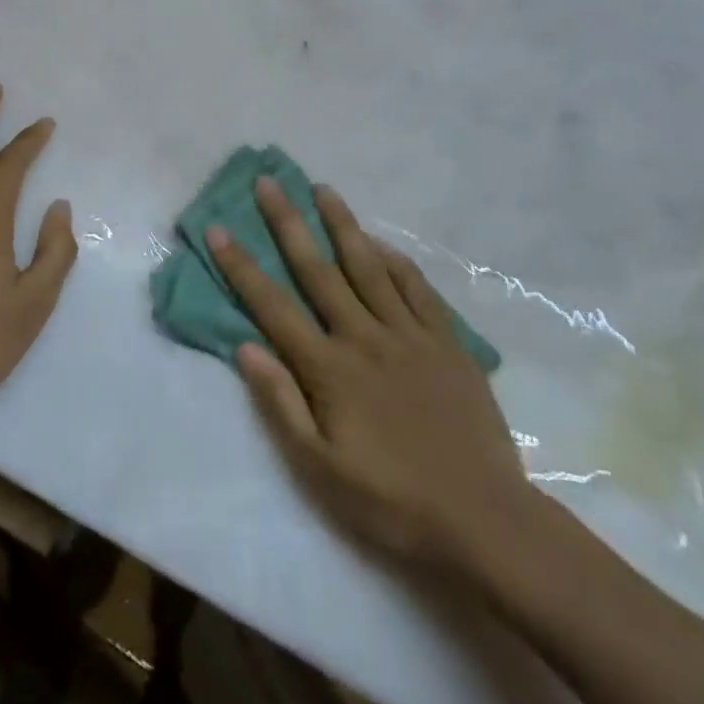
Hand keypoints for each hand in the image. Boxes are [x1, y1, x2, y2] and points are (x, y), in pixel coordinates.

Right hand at [208, 179, 532, 569]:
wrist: (485, 521)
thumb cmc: (392, 501)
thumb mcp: (321, 470)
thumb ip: (281, 404)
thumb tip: (245, 347)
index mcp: (329, 368)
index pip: (273, 306)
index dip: (241, 266)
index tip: (218, 228)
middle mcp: (364, 337)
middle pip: (317, 269)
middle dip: (288, 223)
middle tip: (268, 182)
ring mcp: (409, 335)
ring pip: (369, 266)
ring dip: (343, 225)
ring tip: (323, 190)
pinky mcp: (448, 343)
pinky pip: (418, 289)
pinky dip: (396, 261)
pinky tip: (382, 244)